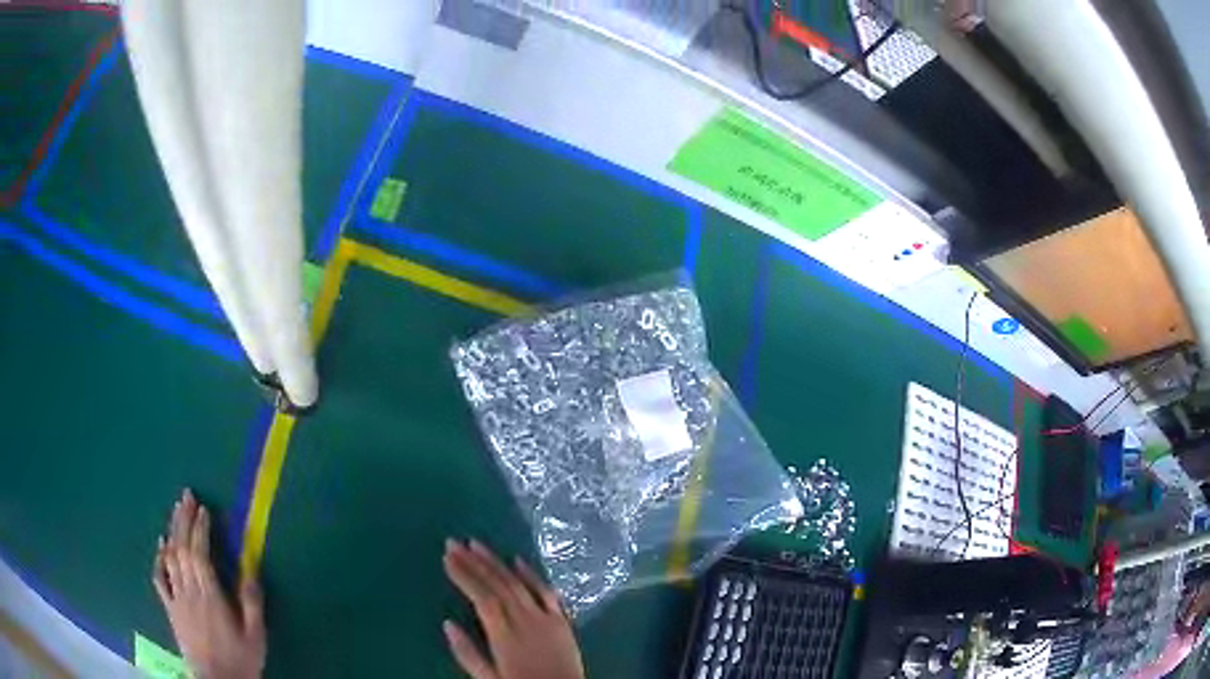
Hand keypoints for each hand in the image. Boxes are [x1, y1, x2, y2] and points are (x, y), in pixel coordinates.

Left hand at [152, 489, 265, 678]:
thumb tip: (250, 565)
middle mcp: (189, 591)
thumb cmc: (240, 658)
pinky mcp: (170, 608)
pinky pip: (160, 578)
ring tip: (176, 511)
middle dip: (184, 520)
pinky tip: (161, 544)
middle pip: (182, 549)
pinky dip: (159, 558)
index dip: (200, 529)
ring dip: (172, 531)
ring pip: (170, 558)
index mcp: (210, 596)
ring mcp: (176, 598)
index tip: (204, 509)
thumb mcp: (255, 634)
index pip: (200, 553)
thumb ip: (251, 601)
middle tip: (186, 496)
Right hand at [443, 539, 584, 678]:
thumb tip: (447, 624)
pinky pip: (547, 592)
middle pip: (498, 585)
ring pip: (519, 583)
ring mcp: (547, 618)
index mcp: (505, 636)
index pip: (482, 598)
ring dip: (497, 562)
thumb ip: (468, 653)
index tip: (447, 558)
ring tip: (477, 544)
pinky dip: (532, 575)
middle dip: (474, 562)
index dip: (464, 576)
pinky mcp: (563, 621)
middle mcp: (526, 621)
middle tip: (454, 543)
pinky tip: (518, 560)